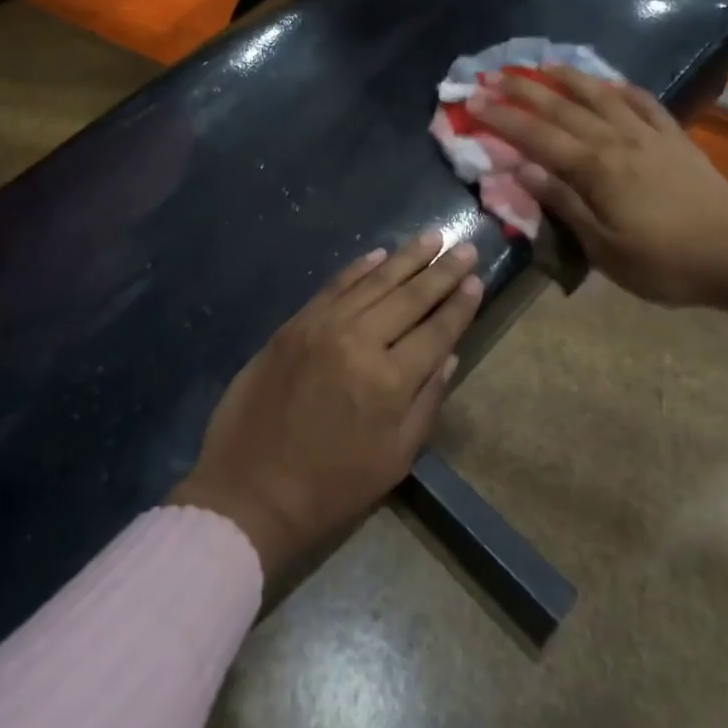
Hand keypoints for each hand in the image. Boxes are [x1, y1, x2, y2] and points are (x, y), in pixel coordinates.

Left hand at [169, 232, 480, 577]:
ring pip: (374, 282)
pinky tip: (380, 254)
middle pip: (410, 297)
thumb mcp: (394, 459)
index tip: (477, 279)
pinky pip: (335, 286)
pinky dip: (359, 268)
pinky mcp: (295, 323)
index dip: (460, 304)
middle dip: (442, 272)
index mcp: (390, 381)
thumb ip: (426, 402)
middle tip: (465, 247)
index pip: (437, 330)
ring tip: (431, 238)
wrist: (249, 489)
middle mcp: (360, 341)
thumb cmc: (330, 486)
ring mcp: (323, 326)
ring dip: (406, 258)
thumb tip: (449, 355)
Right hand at [467, 67, 727, 355]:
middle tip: (493, 75)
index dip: (502, 117)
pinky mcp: (675, 138)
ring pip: (601, 95)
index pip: (537, 136)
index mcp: (595, 168)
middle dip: (523, 91)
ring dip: (568, 77)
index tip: (472, 101)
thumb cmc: (664, 262)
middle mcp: (617, 140)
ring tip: (543, 65)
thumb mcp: (604, 247)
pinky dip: (622, 88)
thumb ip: (563, 203)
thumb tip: (522, 169)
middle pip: (562, 108)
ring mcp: (649, 135)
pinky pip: (644, 102)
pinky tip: (609, 82)